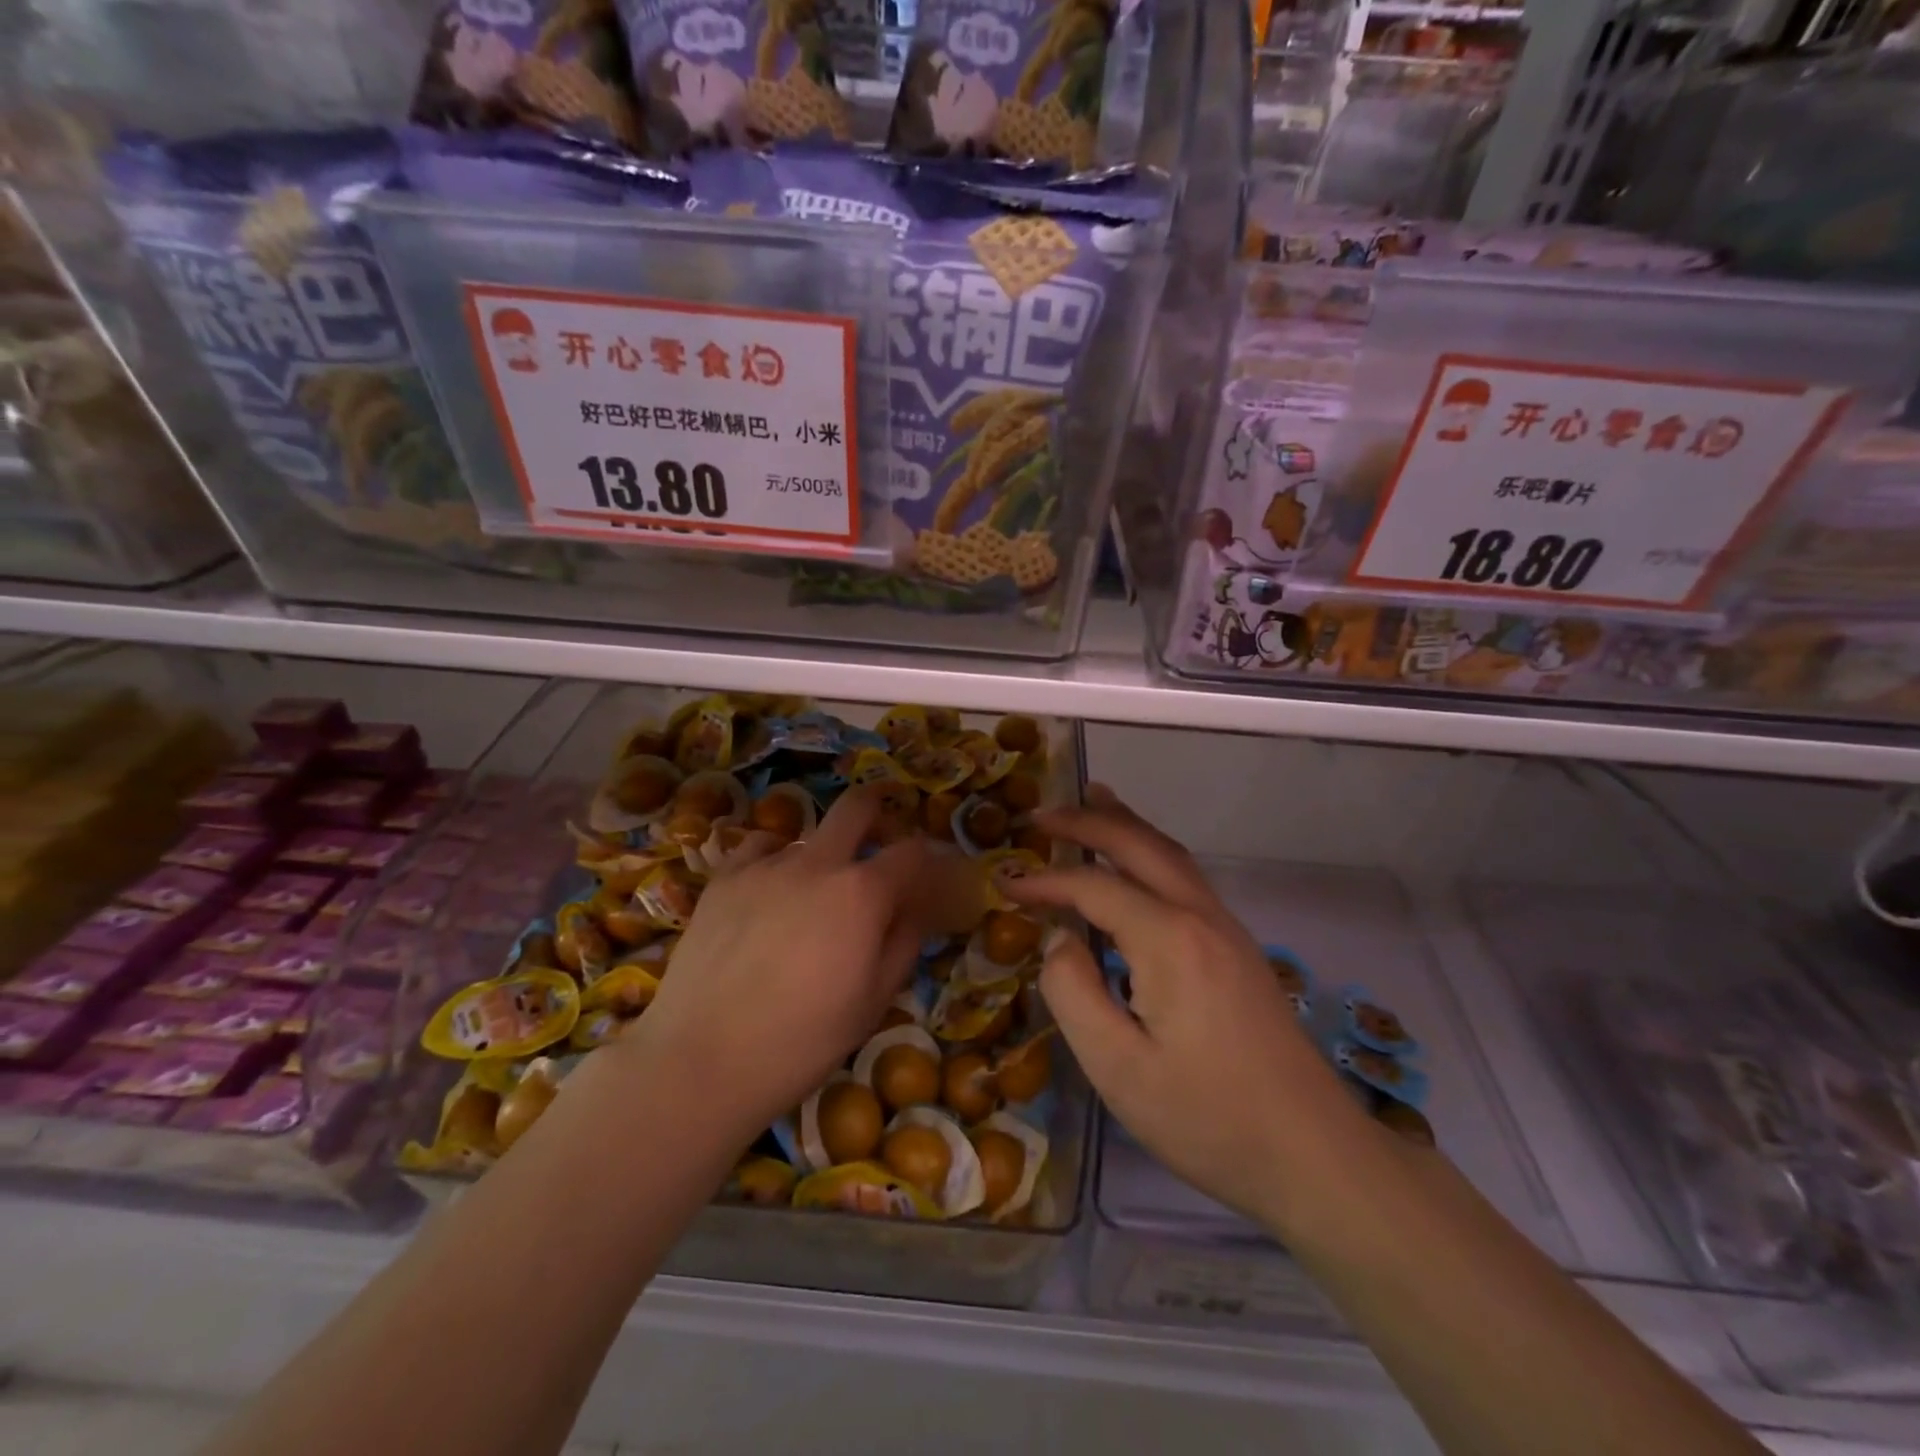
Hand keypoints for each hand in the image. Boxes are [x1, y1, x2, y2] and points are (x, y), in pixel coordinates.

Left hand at [618, 785, 936, 1142]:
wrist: (703, 1058)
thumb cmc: (803, 1040)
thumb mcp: (874, 1001)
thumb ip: (903, 943)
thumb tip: (914, 910)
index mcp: (862, 893)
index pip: (911, 852)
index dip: (926, 859)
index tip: (926, 875)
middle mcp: (818, 864)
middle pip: (857, 807)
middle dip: (878, 810)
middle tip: (880, 836)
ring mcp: (765, 865)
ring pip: (807, 835)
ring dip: (823, 853)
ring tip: (814, 891)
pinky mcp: (723, 878)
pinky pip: (759, 848)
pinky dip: (774, 858)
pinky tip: (769, 889)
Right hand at [1007, 786, 1375, 1230]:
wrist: (1314, 1156)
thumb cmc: (1208, 1118)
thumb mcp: (1118, 1068)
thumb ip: (1073, 993)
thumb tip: (1059, 939)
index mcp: (1169, 939)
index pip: (1094, 887)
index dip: (1046, 882)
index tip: (1005, 885)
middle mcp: (1201, 916)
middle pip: (1139, 846)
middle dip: (1088, 821)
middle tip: (1042, 814)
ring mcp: (1227, 929)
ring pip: (1170, 854)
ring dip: (1126, 824)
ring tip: (1093, 801)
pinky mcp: (1239, 948)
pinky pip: (1186, 877)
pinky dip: (1151, 851)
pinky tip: (1139, 862)